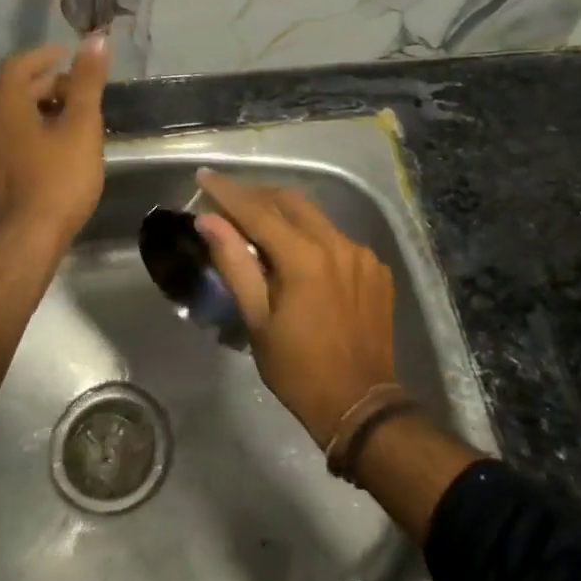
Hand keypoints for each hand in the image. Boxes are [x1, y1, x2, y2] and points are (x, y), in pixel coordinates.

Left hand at [0, 35, 109, 244]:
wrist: (27, 242)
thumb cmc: (58, 179)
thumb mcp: (81, 126)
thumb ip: (87, 82)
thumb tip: (95, 39)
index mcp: (6, 109)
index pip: (16, 66)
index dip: (42, 55)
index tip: (68, 54)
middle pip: (15, 92)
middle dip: (48, 84)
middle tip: (80, 90)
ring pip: (14, 120)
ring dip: (42, 110)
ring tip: (76, 119)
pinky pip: (14, 143)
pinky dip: (36, 134)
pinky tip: (60, 152)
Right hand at [194, 168, 398, 449]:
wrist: (360, 405)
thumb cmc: (298, 369)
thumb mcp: (257, 320)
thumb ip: (234, 263)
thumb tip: (209, 221)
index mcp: (305, 257)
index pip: (258, 211)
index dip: (228, 192)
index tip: (204, 175)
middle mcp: (338, 243)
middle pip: (291, 201)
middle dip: (257, 196)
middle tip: (229, 201)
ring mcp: (362, 254)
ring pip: (317, 218)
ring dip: (286, 216)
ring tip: (260, 228)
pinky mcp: (376, 268)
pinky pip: (338, 239)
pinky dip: (313, 239)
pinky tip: (301, 258)